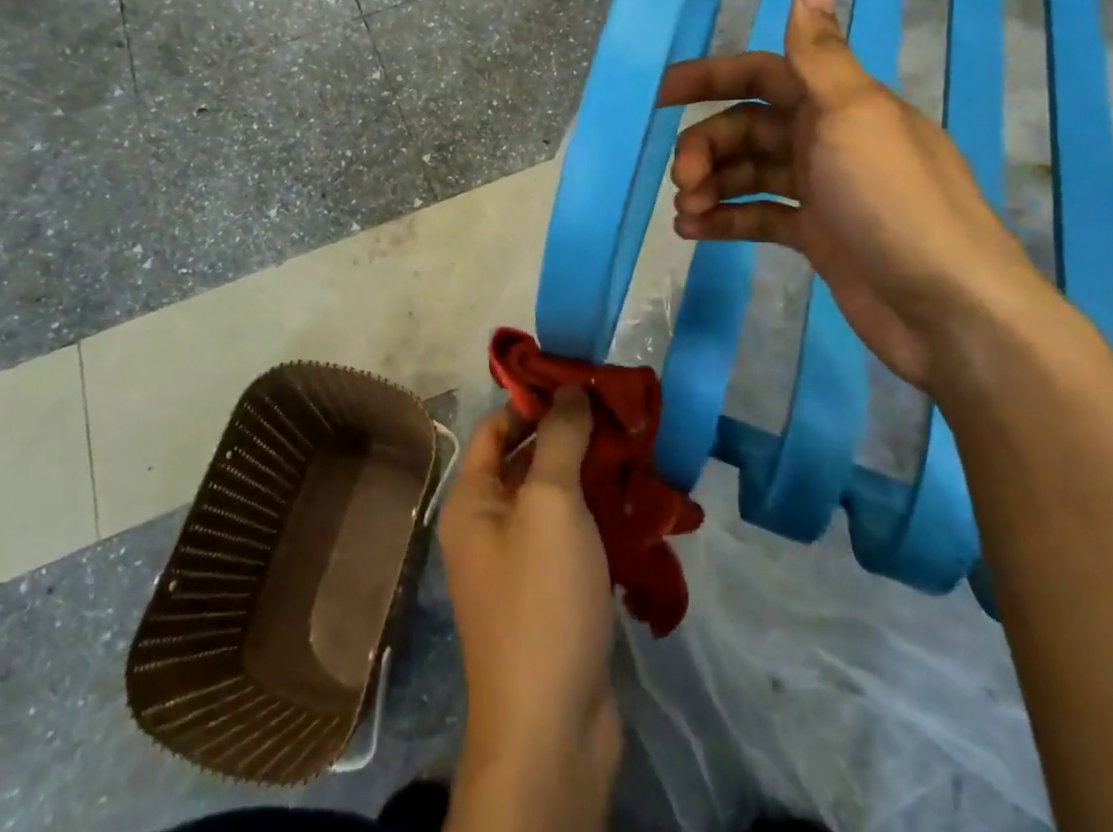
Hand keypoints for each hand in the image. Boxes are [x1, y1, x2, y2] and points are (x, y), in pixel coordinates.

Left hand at [439, 390, 619, 831]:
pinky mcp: (555, 596)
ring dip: (594, 477)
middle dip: (573, 437)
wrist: (552, 730)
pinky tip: (640, 506)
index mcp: (472, 500)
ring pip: (558, 502)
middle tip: (622, 414)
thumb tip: (568, 389)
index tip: (582, 382)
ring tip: (640, 451)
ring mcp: (522, 565)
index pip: (497, 427)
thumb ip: (560, 439)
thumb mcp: (550, 503)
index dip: (534, 401)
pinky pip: (576, 540)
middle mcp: (489, 526)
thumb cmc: (540, 598)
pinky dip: (602, 519)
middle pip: (530, 462)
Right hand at [657, 0, 1046, 392]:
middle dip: (707, 146)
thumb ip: (820, 55)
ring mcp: (824, 191)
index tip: (662, 95)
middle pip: (748, 128)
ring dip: (711, 185)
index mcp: (839, 103)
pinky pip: (759, 216)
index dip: (712, 78)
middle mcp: (829, 140)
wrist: (950, 312)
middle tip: (682, 178)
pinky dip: (726, 220)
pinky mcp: (818, 237)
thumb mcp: (853, 116)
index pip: (764, 74)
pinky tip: (694, 232)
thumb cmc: (895, 202)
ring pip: (749, 173)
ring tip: (685, 211)